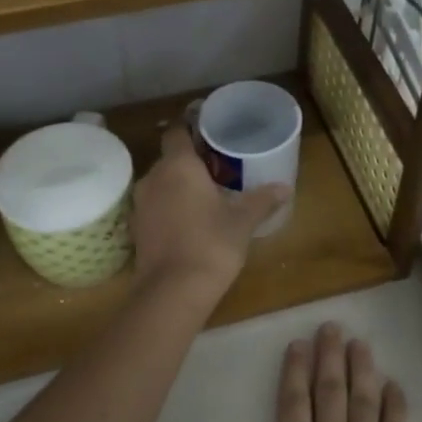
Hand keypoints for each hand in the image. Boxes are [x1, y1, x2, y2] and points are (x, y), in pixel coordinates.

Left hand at [132, 124, 289, 303]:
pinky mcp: (137, 229)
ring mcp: (141, 204)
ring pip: (161, 184)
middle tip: (219, 170)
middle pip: (170, 159)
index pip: (178, 132)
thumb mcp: (242, 221)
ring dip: (179, 187)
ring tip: (206, 197)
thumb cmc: (211, 244)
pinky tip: (190, 222)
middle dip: (191, 163)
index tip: (211, 135)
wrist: (173, 291)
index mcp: (178, 166)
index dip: (192, 130)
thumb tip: (285, 187)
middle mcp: (153, 178)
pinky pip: (155, 207)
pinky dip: (170, 209)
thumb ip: (262, 200)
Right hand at [180, 322, 421, 421]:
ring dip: (361, 371)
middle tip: (332, 327)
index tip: (299, 344)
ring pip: (361, 400)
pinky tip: (395, 384)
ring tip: (360, 343)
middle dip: (328, 359)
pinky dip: (395, 404)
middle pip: (328, 394)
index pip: (292, 407)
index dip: (294, 375)